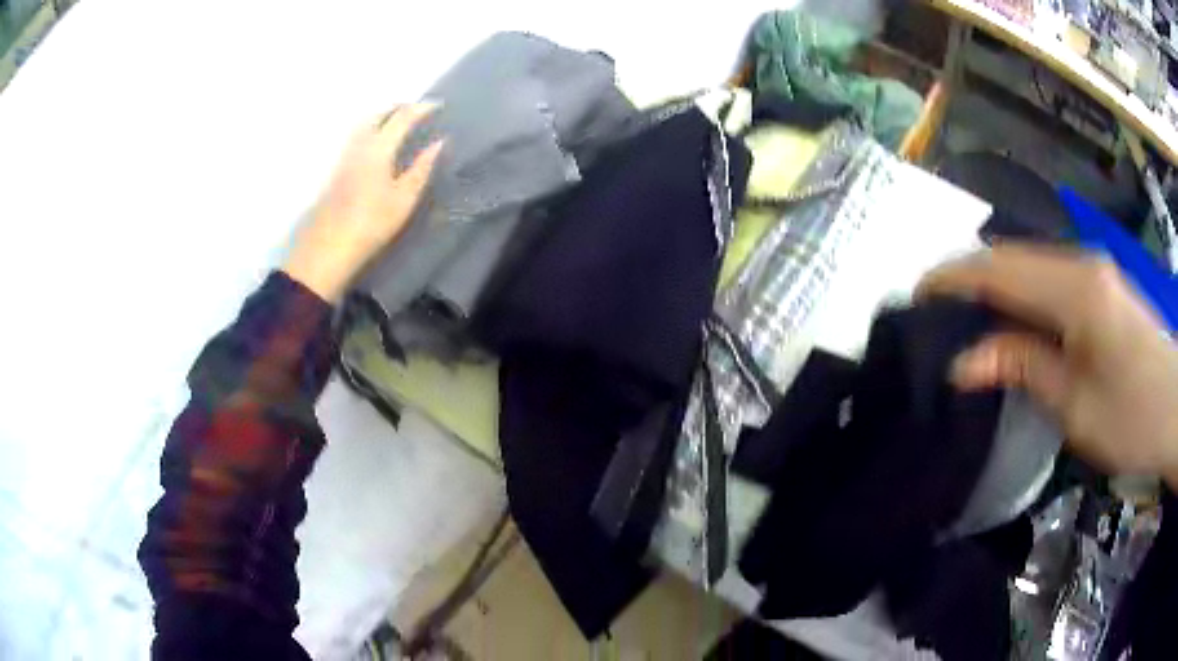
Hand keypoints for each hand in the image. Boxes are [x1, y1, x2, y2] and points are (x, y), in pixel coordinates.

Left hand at [283, 104, 442, 301]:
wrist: (328, 247)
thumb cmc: (371, 224)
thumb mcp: (404, 199)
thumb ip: (422, 168)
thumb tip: (439, 142)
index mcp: (379, 148)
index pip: (402, 117)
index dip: (421, 108)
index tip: (437, 105)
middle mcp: (359, 144)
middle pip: (378, 114)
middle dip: (399, 107)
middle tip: (417, 110)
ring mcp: (344, 155)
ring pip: (364, 123)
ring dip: (382, 115)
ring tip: (397, 120)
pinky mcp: (336, 168)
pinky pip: (357, 136)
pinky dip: (371, 128)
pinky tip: (377, 141)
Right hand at [918, 244, 1177, 487]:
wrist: (1174, 408)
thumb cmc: (1132, 416)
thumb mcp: (1075, 406)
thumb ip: (1024, 368)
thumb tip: (964, 362)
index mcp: (1074, 289)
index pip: (999, 269)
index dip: (953, 278)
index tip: (913, 299)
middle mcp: (1079, 264)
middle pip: (1012, 258)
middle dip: (968, 279)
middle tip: (932, 315)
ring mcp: (1092, 271)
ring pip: (1029, 266)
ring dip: (994, 286)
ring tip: (962, 319)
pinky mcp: (1100, 287)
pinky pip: (1048, 279)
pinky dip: (1020, 294)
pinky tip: (1009, 320)